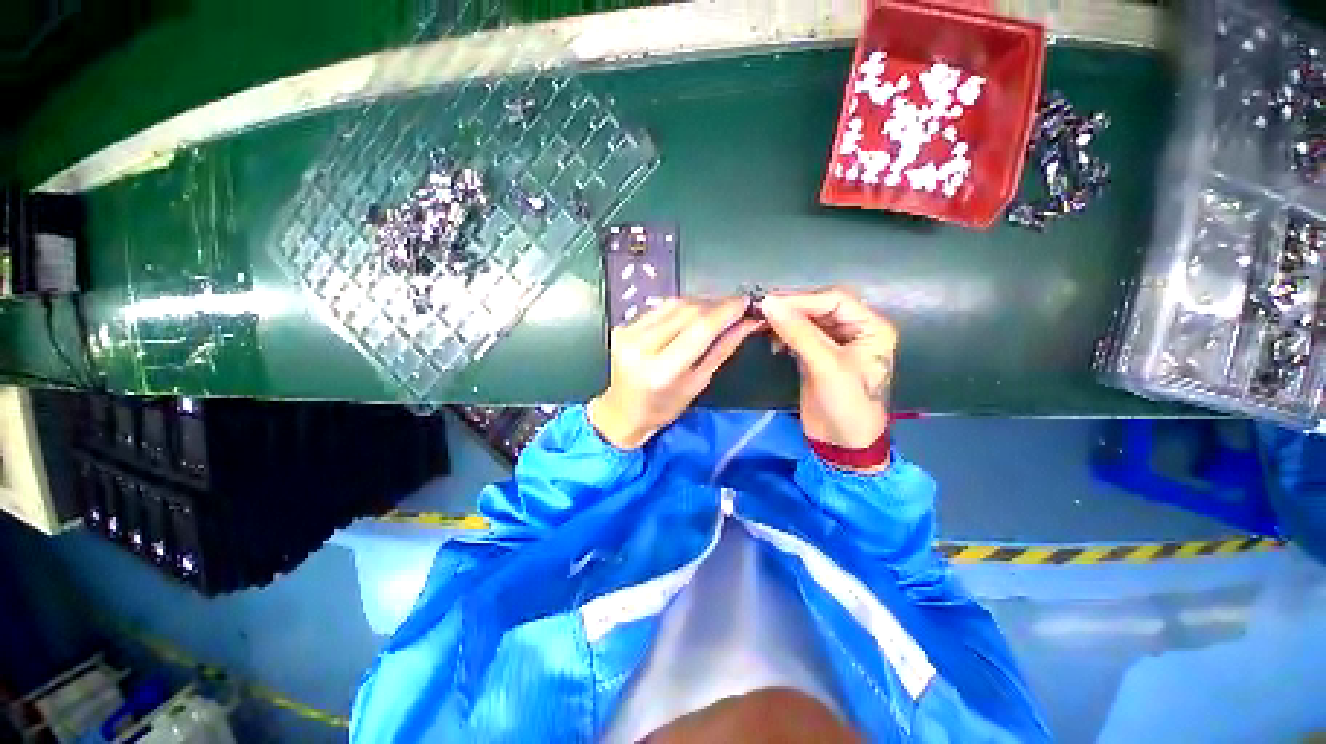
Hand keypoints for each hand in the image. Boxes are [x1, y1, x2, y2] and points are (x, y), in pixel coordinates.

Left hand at [589, 297, 761, 448]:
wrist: (623, 412)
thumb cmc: (663, 408)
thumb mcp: (698, 383)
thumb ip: (722, 349)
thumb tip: (748, 323)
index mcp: (661, 371)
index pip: (700, 329)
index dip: (726, 311)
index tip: (746, 302)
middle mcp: (641, 346)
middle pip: (687, 311)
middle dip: (716, 305)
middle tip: (736, 306)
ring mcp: (628, 333)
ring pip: (674, 304)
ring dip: (700, 303)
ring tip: (717, 310)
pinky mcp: (623, 326)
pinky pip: (660, 308)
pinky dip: (681, 307)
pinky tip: (692, 314)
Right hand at [759, 287, 896, 447]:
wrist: (842, 444)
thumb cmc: (847, 404)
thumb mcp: (826, 366)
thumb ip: (798, 332)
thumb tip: (768, 303)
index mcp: (870, 326)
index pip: (833, 299)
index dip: (802, 299)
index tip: (770, 302)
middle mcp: (854, 329)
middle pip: (819, 307)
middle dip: (791, 308)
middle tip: (761, 309)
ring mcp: (834, 342)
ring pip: (806, 320)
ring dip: (784, 321)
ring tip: (762, 324)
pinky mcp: (816, 355)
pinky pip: (798, 335)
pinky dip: (783, 335)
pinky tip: (772, 341)